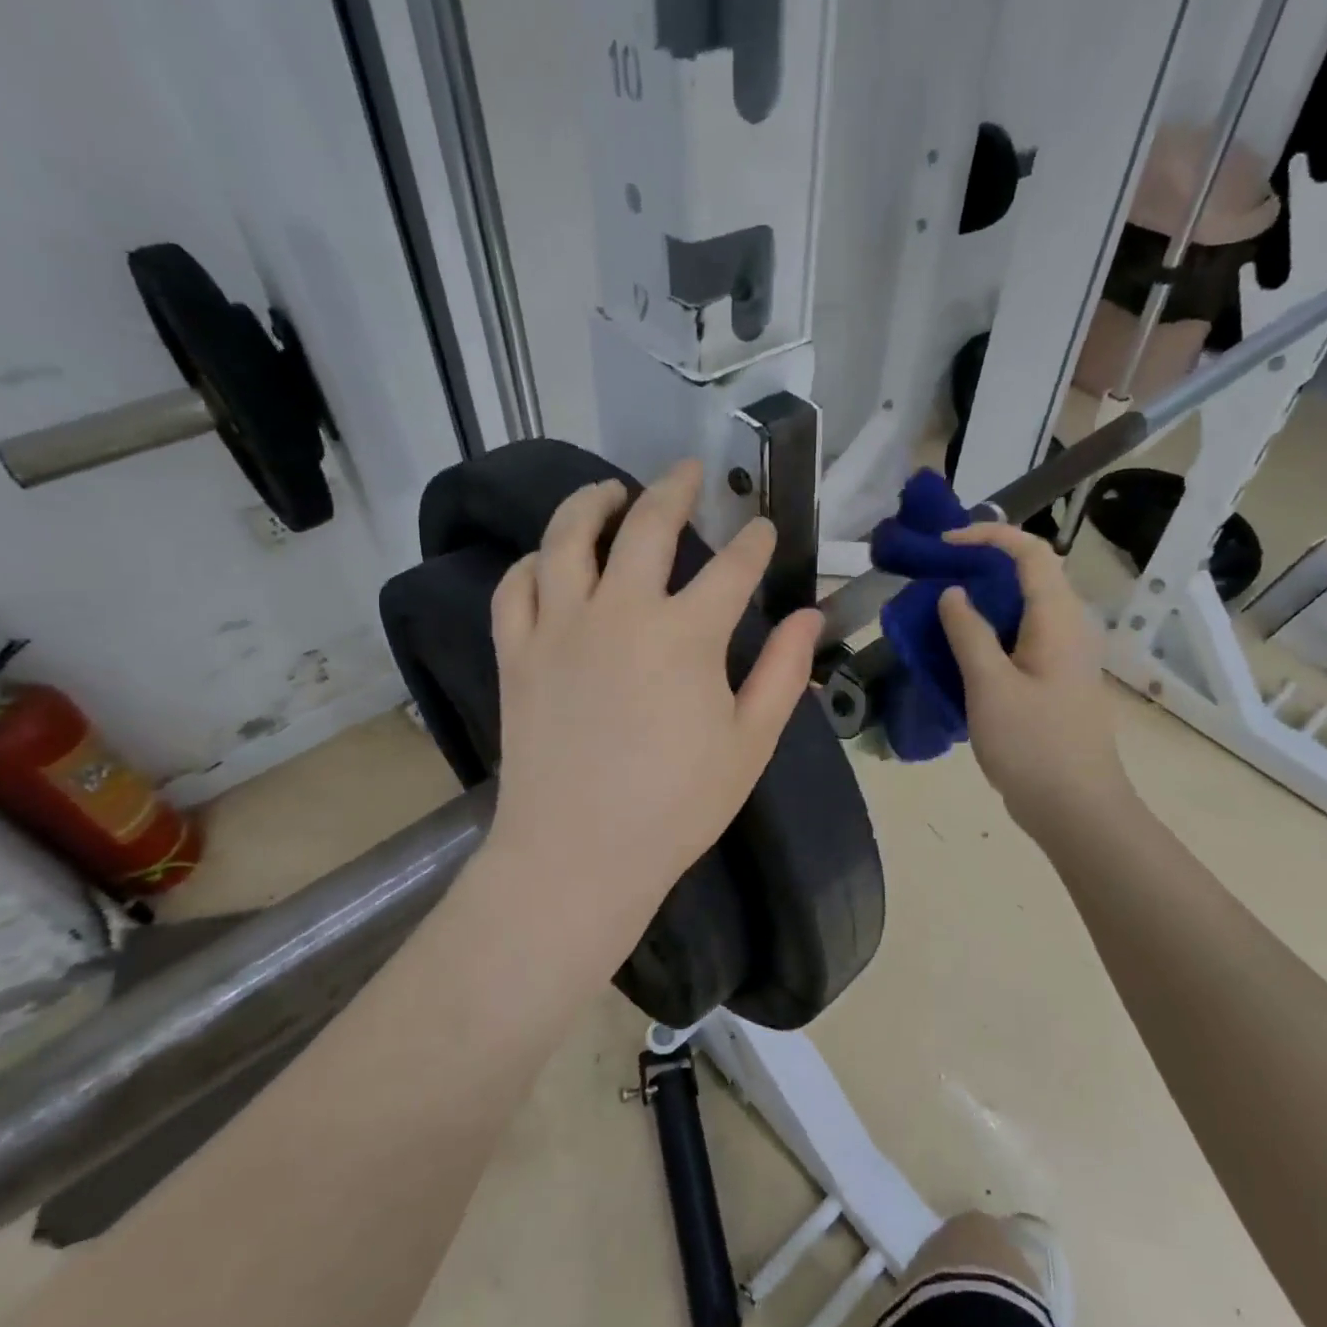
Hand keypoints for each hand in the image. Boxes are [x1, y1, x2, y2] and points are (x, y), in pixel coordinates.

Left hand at [486, 459, 823, 958]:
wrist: (580, 854)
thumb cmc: (677, 807)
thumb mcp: (750, 744)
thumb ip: (784, 673)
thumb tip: (810, 616)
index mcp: (686, 636)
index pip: (732, 568)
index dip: (755, 543)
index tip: (765, 530)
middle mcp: (619, 612)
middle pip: (647, 526)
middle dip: (673, 489)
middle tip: (685, 472)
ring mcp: (559, 628)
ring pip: (568, 538)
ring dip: (592, 503)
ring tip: (609, 491)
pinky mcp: (517, 654)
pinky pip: (517, 587)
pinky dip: (534, 562)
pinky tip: (549, 559)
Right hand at [936, 522, 1131, 839]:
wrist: (1076, 807)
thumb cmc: (1033, 744)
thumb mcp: (990, 686)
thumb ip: (969, 633)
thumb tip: (954, 593)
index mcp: (1059, 619)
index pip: (1030, 553)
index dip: (988, 537)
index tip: (945, 545)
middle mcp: (1069, 627)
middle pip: (1031, 575)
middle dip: (983, 565)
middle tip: (936, 574)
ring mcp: (1065, 656)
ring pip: (1025, 608)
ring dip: (985, 599)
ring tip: (941, 607)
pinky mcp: (1056, 680)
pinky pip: (1023, 638)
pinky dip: (992, 631)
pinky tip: (961, 650)